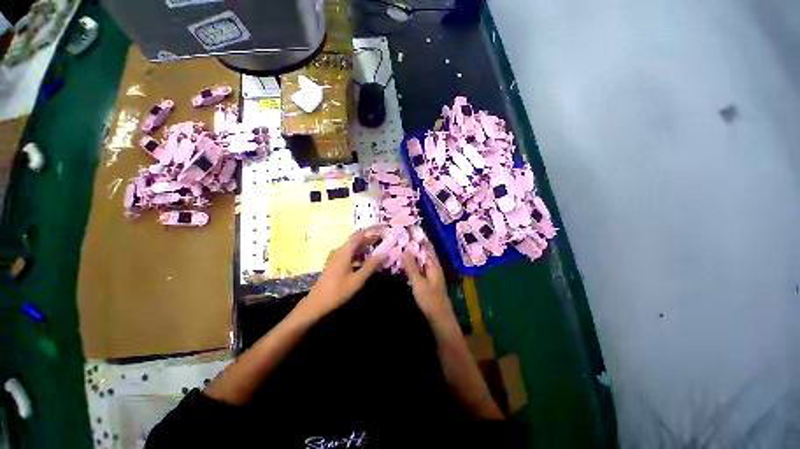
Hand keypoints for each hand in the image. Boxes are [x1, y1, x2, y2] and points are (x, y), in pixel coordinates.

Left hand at [302, 228, 384, 318]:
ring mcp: (335, 256)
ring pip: (352, 247)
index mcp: (344, 251)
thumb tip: (384, 253)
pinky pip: (348, 253)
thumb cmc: (338, 290)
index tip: (382, 230)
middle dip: (369, 238)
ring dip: (364, 246)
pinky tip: (365, 260)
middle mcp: (339, 250)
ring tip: (376, 248)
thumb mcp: (358, 279)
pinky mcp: (334, 262)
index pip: (360, 235)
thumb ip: (371, 265)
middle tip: (382, 239)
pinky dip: (358, 253)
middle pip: (356, 239)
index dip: (371, 231)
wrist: (317, 302)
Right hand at [402, 242, 454, 323]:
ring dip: (413, 253)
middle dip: (415, 244)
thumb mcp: (419, 282)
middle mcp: (434, 267)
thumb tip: (404, 250)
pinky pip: (419, 267)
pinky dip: (412, 262)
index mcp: (434, 265)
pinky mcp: (427, 281)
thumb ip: (411, 266)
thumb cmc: (430, 300)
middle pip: (424, 252)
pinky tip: (404, 262)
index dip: (420, 237)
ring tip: (401, 246)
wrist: (439, 319)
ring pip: (421, 260)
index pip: (427, 246)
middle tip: (402, 236)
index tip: (410, 229)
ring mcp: (431, 274)